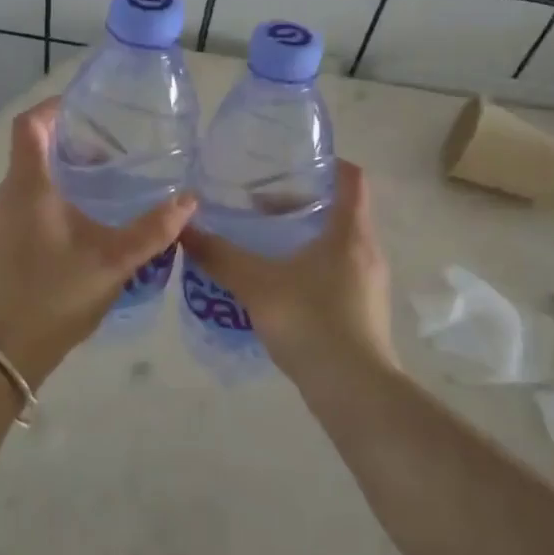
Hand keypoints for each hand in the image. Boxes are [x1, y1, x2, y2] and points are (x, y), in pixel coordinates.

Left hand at [0, 98, 195, 383]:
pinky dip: (55, 196)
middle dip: (72, 143)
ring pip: (32, 178)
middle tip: (115, 149)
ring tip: (108, 183)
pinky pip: (27, 202)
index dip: (55, 107)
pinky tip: (86, 220)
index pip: (30, 124)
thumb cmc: (55, 294)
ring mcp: (0, 220)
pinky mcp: (1, 242)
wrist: (3, 351)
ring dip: (65, 172)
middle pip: (34, 149)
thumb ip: (153, 230)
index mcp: (28, 185)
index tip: (88, 107)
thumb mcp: (113, 261)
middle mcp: (7, 194)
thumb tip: (190, 200)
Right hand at [179, 160, 395, 383]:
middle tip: (262, 206)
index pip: (352, 178)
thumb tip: (183, 229)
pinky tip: (281, 286)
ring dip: (306, 238)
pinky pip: (339, 273)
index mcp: (350, 232)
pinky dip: (312, 267)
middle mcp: (368, 251)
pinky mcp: (365, 311)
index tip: (294, 163)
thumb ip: (220, 256)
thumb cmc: (311, 322)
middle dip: (303, 204)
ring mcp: (370, 283)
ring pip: (338, 244)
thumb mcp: (257, 284)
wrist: (354, 391)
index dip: (328, 163)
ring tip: (266, 244)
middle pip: (341, 210)